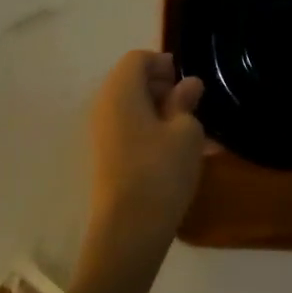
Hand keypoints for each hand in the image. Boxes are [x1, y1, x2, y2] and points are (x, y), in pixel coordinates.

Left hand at [85, 51, 206, 261]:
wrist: (127, 233)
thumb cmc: (160, 171)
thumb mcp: (186, 131)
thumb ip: (186, 102)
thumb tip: (188, 84)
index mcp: (121, 89)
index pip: (138, 58)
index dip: (164, 64)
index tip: (187, 85)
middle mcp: (104, 105)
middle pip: (132, 81)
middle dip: (162, 88)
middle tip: (190, 108)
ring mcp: (101, 133)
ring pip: (132, 108)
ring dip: (159, 113)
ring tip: (189, 135)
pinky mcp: (105, 158)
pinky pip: (129, 130)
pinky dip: (151, 132)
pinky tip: (176, 154)